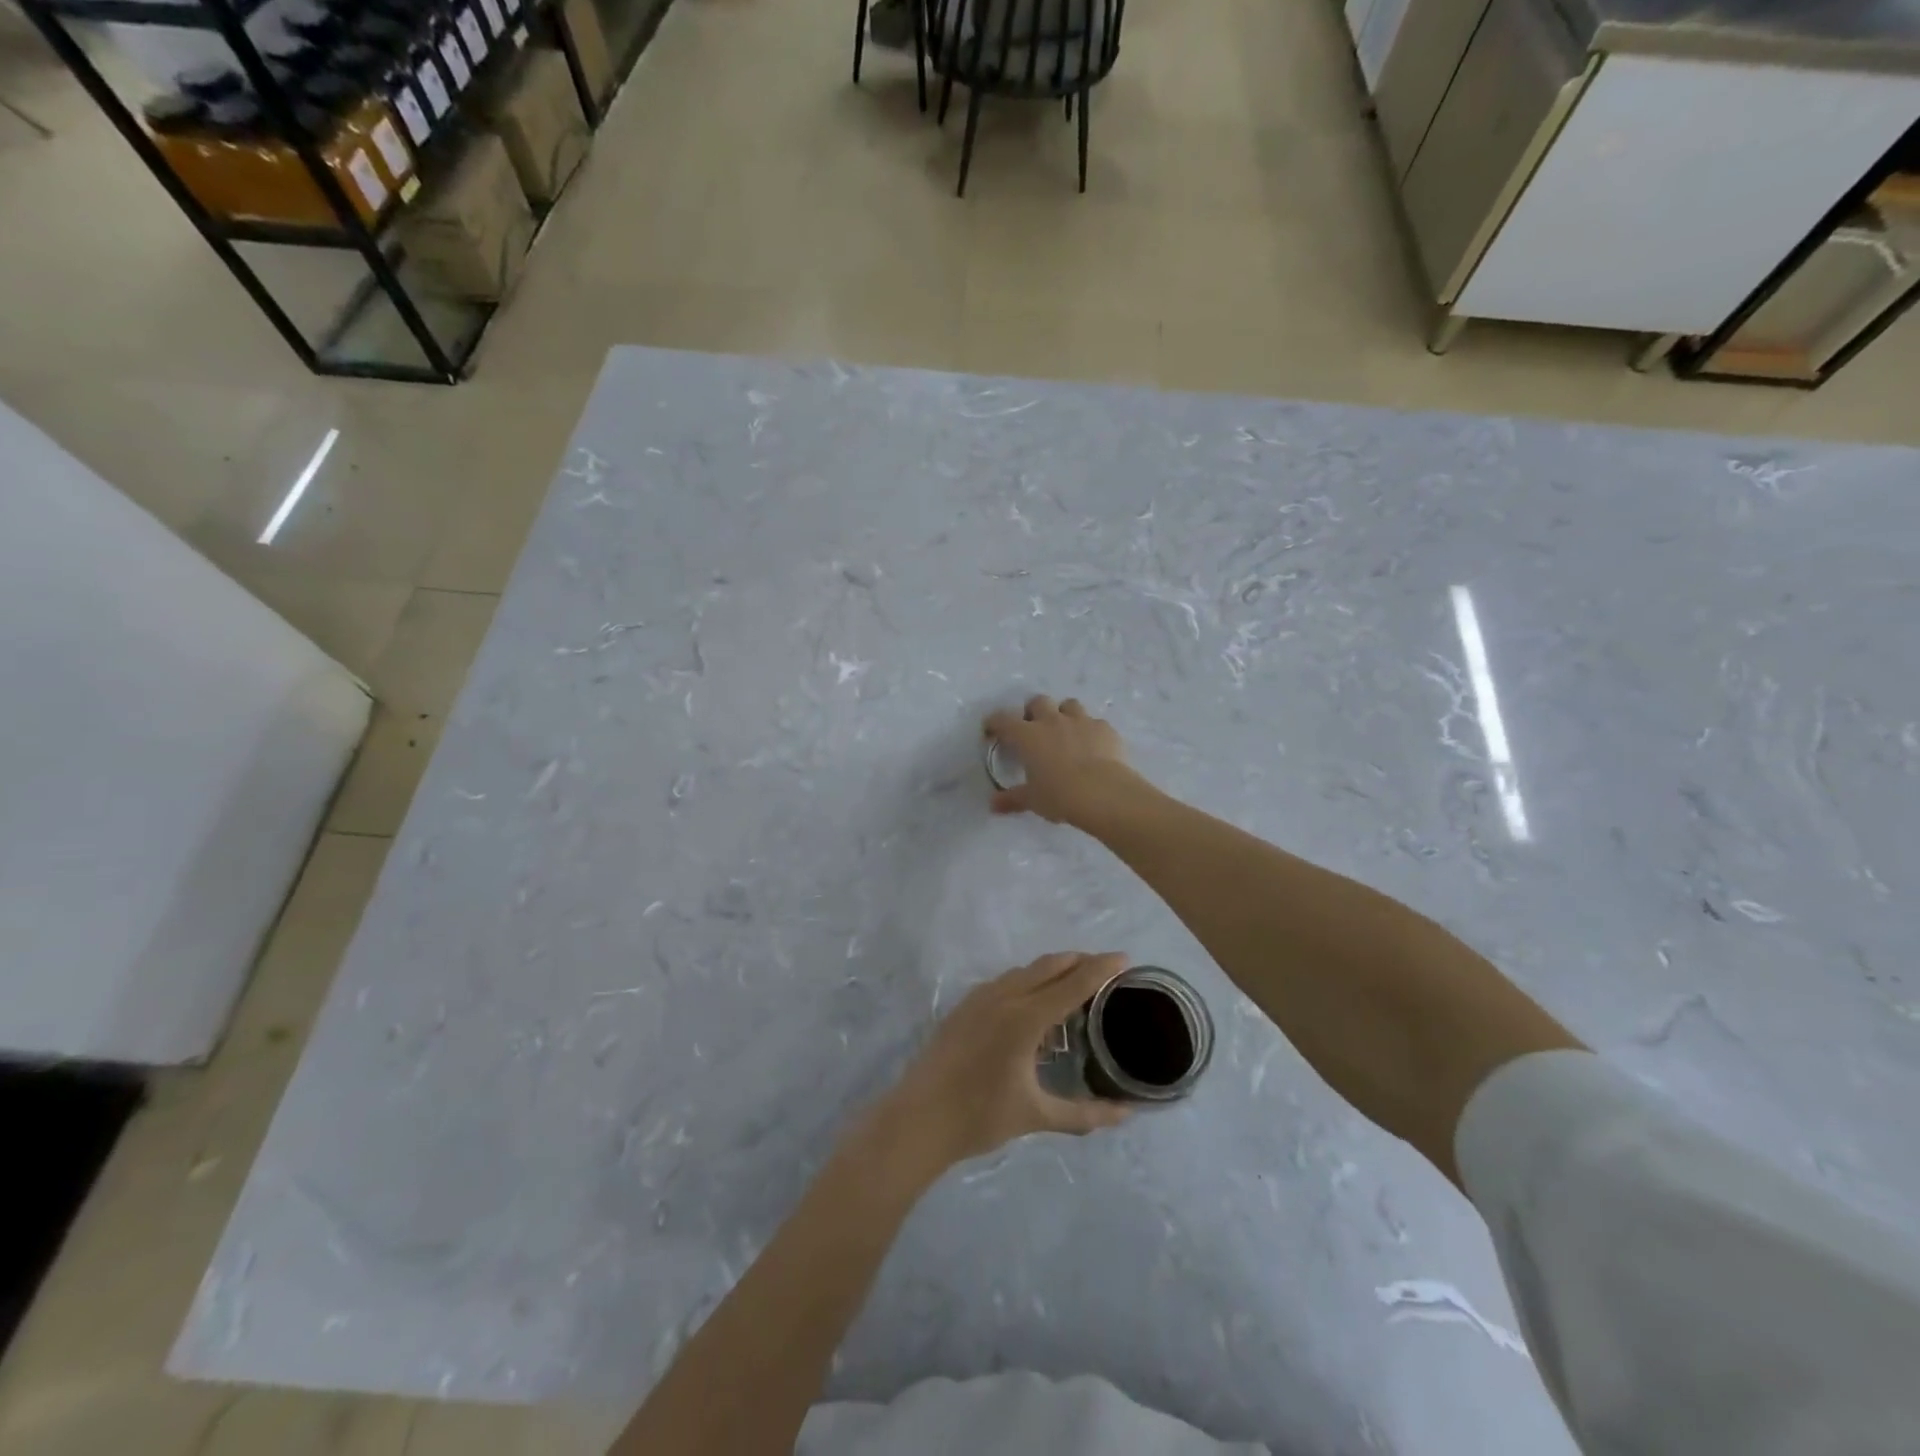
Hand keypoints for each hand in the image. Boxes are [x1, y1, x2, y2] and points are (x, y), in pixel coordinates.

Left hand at [875, 953, 1132, 1171]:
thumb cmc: (980, 1117)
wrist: (919, 1118)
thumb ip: (1084, 1113)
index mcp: (1025, 1018)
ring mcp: (980, 997)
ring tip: (1074, 987)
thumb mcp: (1037, 1116)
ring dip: (1053, 970)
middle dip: (1080, 961)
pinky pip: (1006, 981)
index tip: (1125, 958)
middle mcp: (1004, 996)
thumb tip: (1125, 1114)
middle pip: (1050, 965)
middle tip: (1106, 971)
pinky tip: (1034, 1008)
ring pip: (1025, 970)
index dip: (1101, 968)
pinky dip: (1029, 981)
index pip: (1073, 982)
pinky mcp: (965, 1006)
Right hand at [983, 695, 1144, 830]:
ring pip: (1069, 704)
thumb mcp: (1032, 800)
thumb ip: (1012, 799)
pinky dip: (1090, 731)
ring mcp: (1081, 721)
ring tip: (1065, 733)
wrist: (1104, 793)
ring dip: (1064, 714)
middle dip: (1034, 712)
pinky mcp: (1104, 728)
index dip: (994, 723)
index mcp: (1027, 736)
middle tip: (1034, 730)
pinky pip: (1095, 722)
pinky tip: (1093, 747)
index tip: (991, 731)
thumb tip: (993, 805)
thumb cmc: (1060, 796)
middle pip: (1038, 702)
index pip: (1003, 720)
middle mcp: (1052, 721)